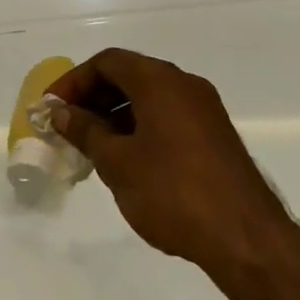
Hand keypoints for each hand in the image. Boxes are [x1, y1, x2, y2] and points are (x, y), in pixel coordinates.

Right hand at [49, 49, 292, 280]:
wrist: (246, 238)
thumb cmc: (173, 193)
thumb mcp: (118, 163)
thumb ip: (86, 131)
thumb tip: (61, 113)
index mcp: (159, 80)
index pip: (107, 62)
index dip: (75, 80)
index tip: (53, 108)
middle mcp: (184, 84)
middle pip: (129, 75)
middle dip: (94, 97)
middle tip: (68, 126)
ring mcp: (204, 109)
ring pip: (149, 97)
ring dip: (116, 114)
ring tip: (93, 147)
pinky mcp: (215, 135)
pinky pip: (168, 115)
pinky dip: (141, 126)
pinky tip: (128, 159)